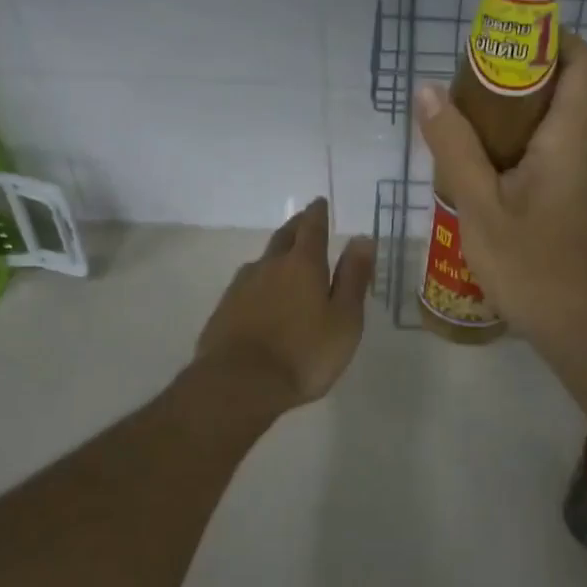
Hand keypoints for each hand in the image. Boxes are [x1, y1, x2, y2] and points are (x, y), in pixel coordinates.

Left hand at [191, 198, 375, 412]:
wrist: (239, 384)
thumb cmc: (304, 353)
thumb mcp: (344, 319)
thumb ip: (353, 278)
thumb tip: (362, 238)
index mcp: (303, 264)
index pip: (312, 227)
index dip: (318, 213)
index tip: (320, 203)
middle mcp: (270, 265)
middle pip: (284, 236)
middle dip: (297, 225)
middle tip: (304, 219)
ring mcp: (242, 286)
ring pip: (263, 260)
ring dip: (276, 254)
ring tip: (284, 258)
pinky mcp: (224, 309)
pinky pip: (246, 284)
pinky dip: (259, 281)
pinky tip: (260, 295)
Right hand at [414, 35, 586, 353]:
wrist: (584, 330)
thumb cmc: (533, 267)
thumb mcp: (480, 206)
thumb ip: (453, 146)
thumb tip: (429, 90)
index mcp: (571, 137)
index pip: (584, 62)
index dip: (552, 39)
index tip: (505, 45)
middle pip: (563, 87)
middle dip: (516, 76)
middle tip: (465, 87)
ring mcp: (585, 174)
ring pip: (553, 122)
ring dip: (511, 115)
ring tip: (462, 127)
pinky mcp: (578, 197)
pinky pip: (550, 152)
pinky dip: (518, 146)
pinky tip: (480, 171)